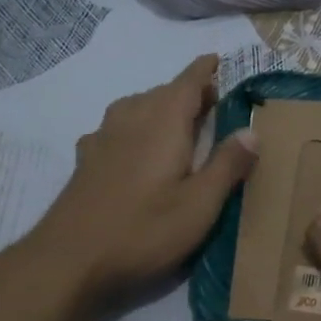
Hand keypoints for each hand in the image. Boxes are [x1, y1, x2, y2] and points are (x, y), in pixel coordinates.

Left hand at [27, 55, 256, 302]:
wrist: (68, 261)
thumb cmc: (143, 231)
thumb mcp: (200, 205)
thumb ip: (227, 165)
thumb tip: (252, 130)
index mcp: (164, 124)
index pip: (187, 82)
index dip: (204, 70)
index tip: (219, 59)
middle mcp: (131, 120)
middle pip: (162, 92)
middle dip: (188, 91)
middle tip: (214, 103)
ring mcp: (103, 139)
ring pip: (136, 107)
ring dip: (160, 106)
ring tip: (179, 122)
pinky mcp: (86, 161)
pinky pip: (116, 127)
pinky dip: (134, 125)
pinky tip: (134, 146)